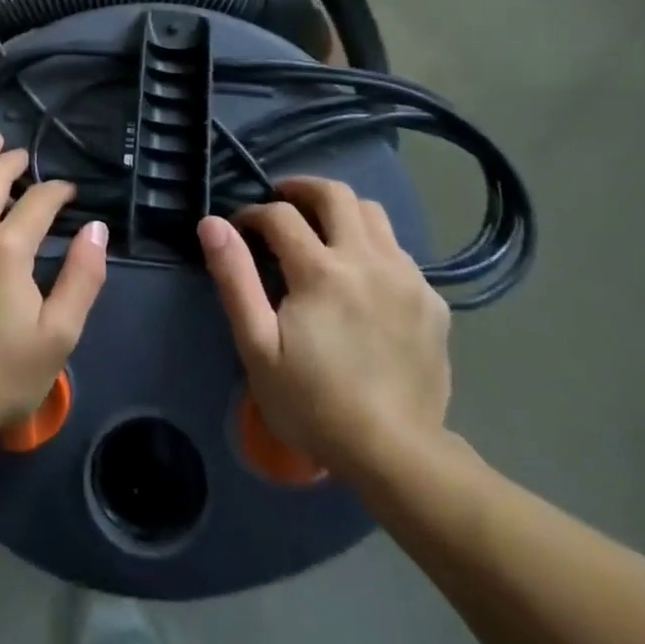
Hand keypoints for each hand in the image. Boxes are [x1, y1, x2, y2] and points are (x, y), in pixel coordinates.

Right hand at [199, 177, 451, 481]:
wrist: (396, 454)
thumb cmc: (313, 403)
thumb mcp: (257, 345)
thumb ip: (235, 278)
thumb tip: (212, 223)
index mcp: (321, 270)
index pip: (280, 214)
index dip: (253, 213)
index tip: (240, 229)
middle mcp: (368, 259)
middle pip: (336, 194)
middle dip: (301, 189)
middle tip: (280, 203)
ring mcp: (407, 277)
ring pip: (374, 213)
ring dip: (341, 211)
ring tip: (321, 231)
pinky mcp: (432, 300)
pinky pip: (399, 251)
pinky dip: (372, 246)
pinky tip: (360, 277)